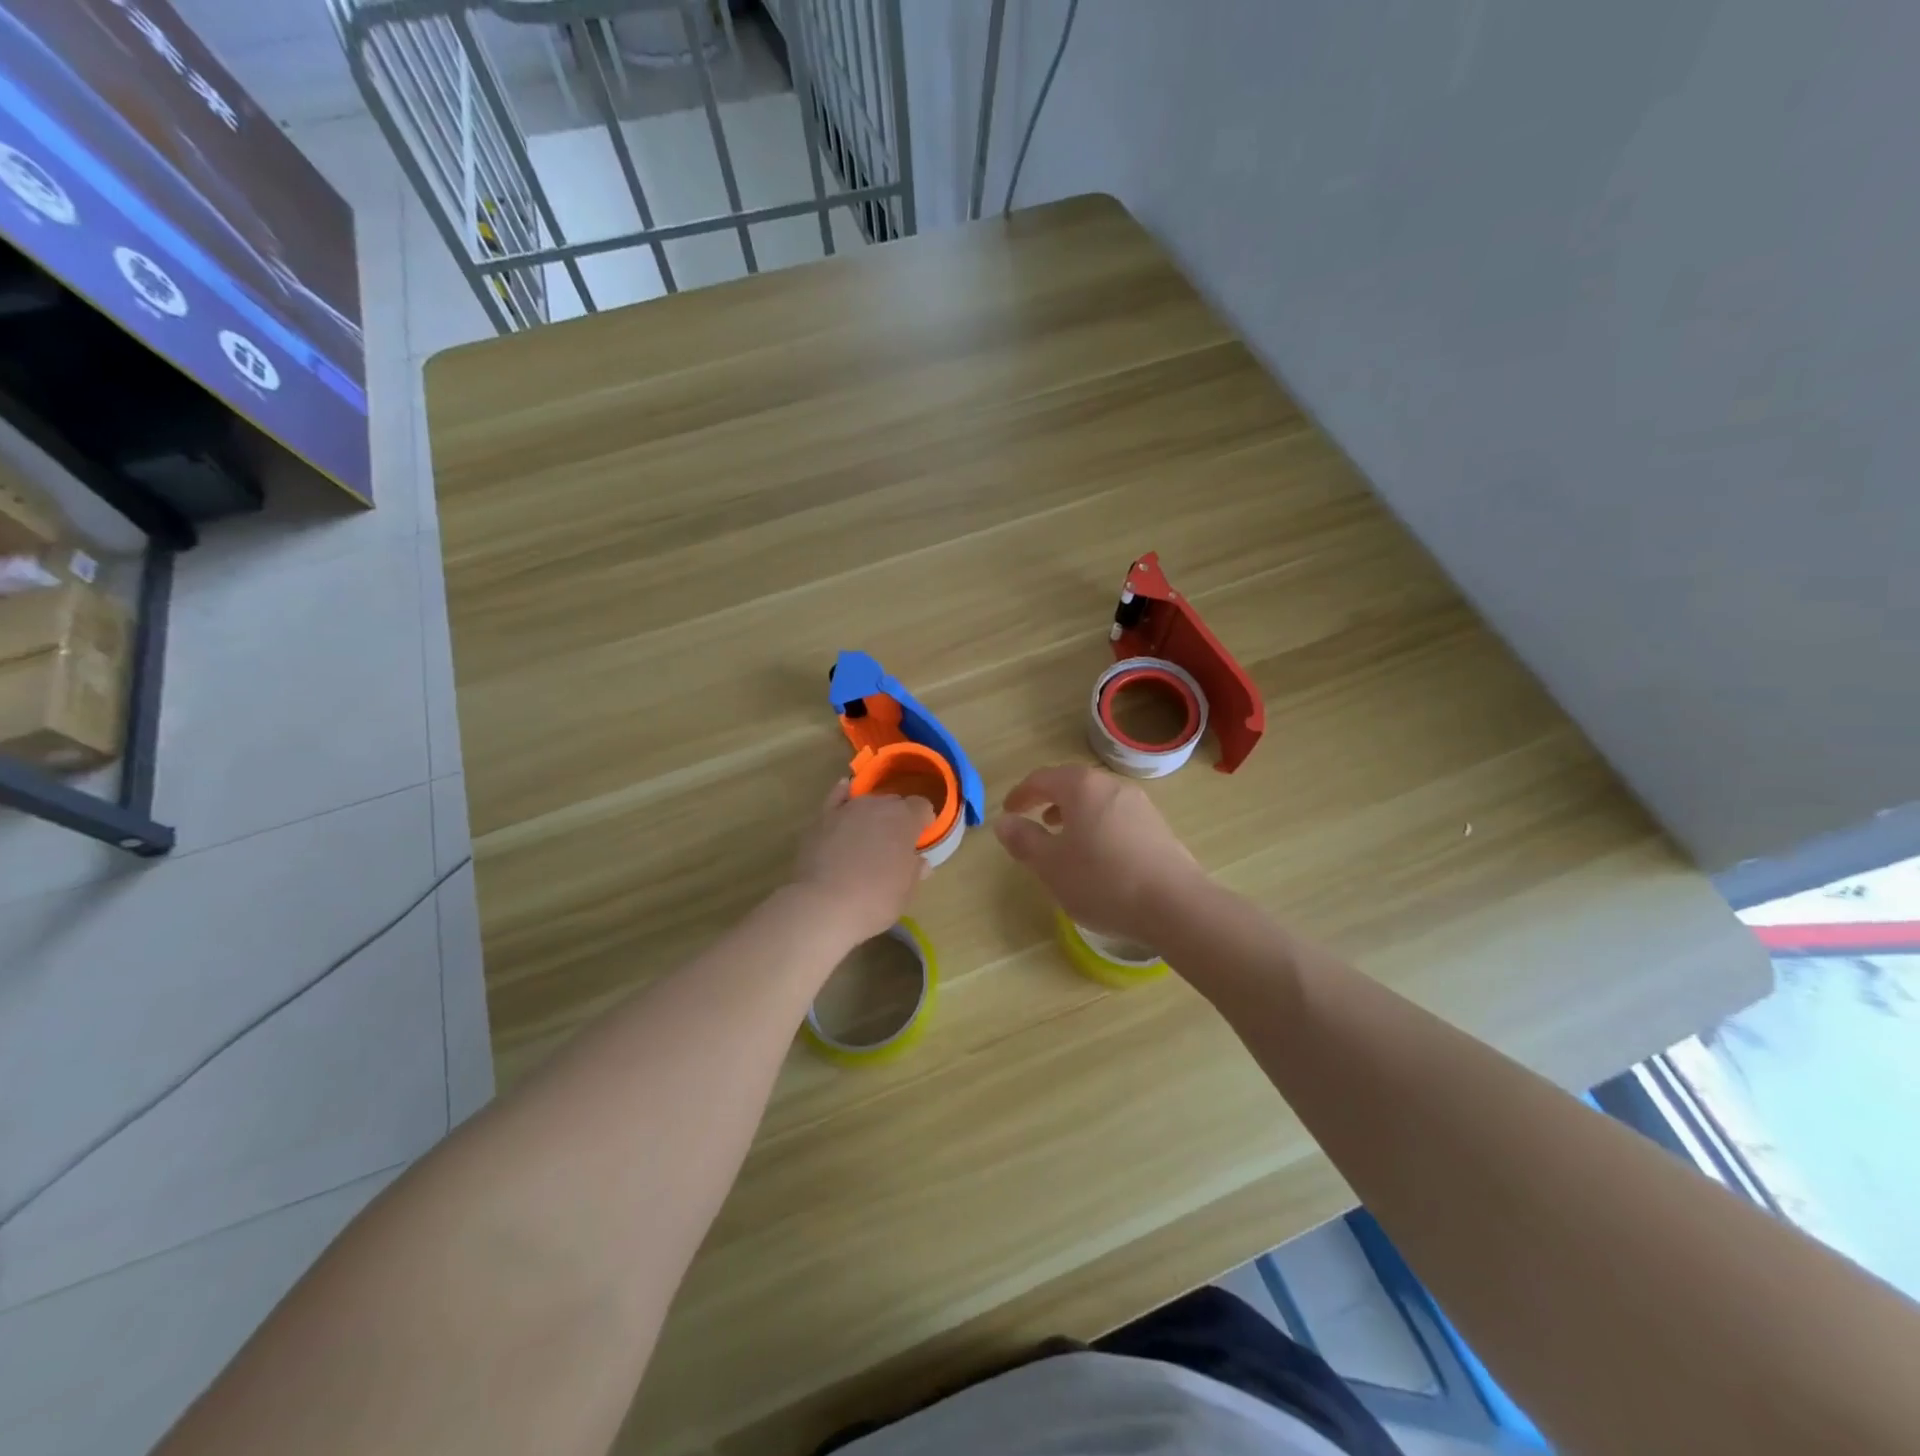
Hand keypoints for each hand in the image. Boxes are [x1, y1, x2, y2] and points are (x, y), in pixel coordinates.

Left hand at [789, 780, 932, 944]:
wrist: (824, 906)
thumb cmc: (875, 900)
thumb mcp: (906, 891)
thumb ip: (915, 870)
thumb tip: (919, 862)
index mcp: (905, 819)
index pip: (922, 806)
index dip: (923, 821)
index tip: (920, 839)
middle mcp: (877, 805)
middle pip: (894, 802)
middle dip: (898, 818)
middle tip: (895, 844)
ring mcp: (847, 809)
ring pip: (867, 802)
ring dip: (872, 814)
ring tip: (869, 836)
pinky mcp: (822, 818)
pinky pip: (837, 798)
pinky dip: (843, 796)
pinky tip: (845, 795)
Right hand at [993, 764, 1204, 944]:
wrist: (1174, 905)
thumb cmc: (1102, 881)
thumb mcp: (1050, 865)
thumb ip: (1024, 840)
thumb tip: (1005, 822)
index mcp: (1082, 787)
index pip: (1042, 778)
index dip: (1020, 794)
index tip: (1008, 811)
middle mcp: (1113, 786)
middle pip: (1073, 785)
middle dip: (1050, 800)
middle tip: (1034, 821)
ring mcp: (1141, 806)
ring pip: (1097, 802)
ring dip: (1075, 815)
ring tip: (1065, 841)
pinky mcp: (1158, 828)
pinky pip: (1117, 818)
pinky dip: (1098, 828)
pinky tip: (1098, 858)